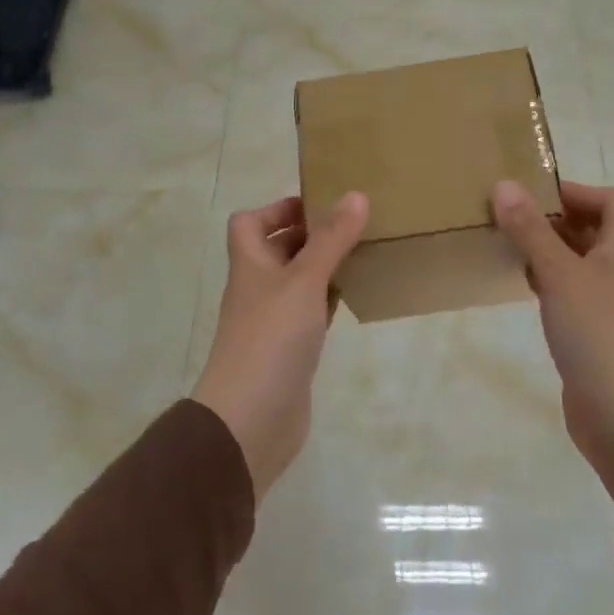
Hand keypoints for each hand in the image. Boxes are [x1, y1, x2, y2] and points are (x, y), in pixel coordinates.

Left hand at [192, 192, 369, 498]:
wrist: (250, 419)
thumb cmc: (271, 339)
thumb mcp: (304, 281)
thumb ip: (331, 240)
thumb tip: (356, 194)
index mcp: (250, 264)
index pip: (249, 222)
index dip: (277, 209)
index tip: (319, 205)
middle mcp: (258, 288)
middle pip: (278, 250)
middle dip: (312, 235)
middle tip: (354, 225)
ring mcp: (273, 321)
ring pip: (299, 282)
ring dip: (325, 267)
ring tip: (364, 253)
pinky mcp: (291, 350)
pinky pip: (311, 314)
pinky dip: (329, 301)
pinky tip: (356, 297)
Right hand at [491, 179, 613, 498]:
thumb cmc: (596, 333)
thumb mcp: (559, 274)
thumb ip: (531, 230)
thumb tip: (505, 184)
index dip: (581, 192)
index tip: (537, 199)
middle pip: (594, 229)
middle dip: (555, 219)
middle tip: (512, 219)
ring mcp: (606, 303)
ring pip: (577, 261)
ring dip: (547, 250)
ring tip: (509, 247)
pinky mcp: (590, 331)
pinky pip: (568, 292)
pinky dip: (546, 282)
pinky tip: (521, 286)